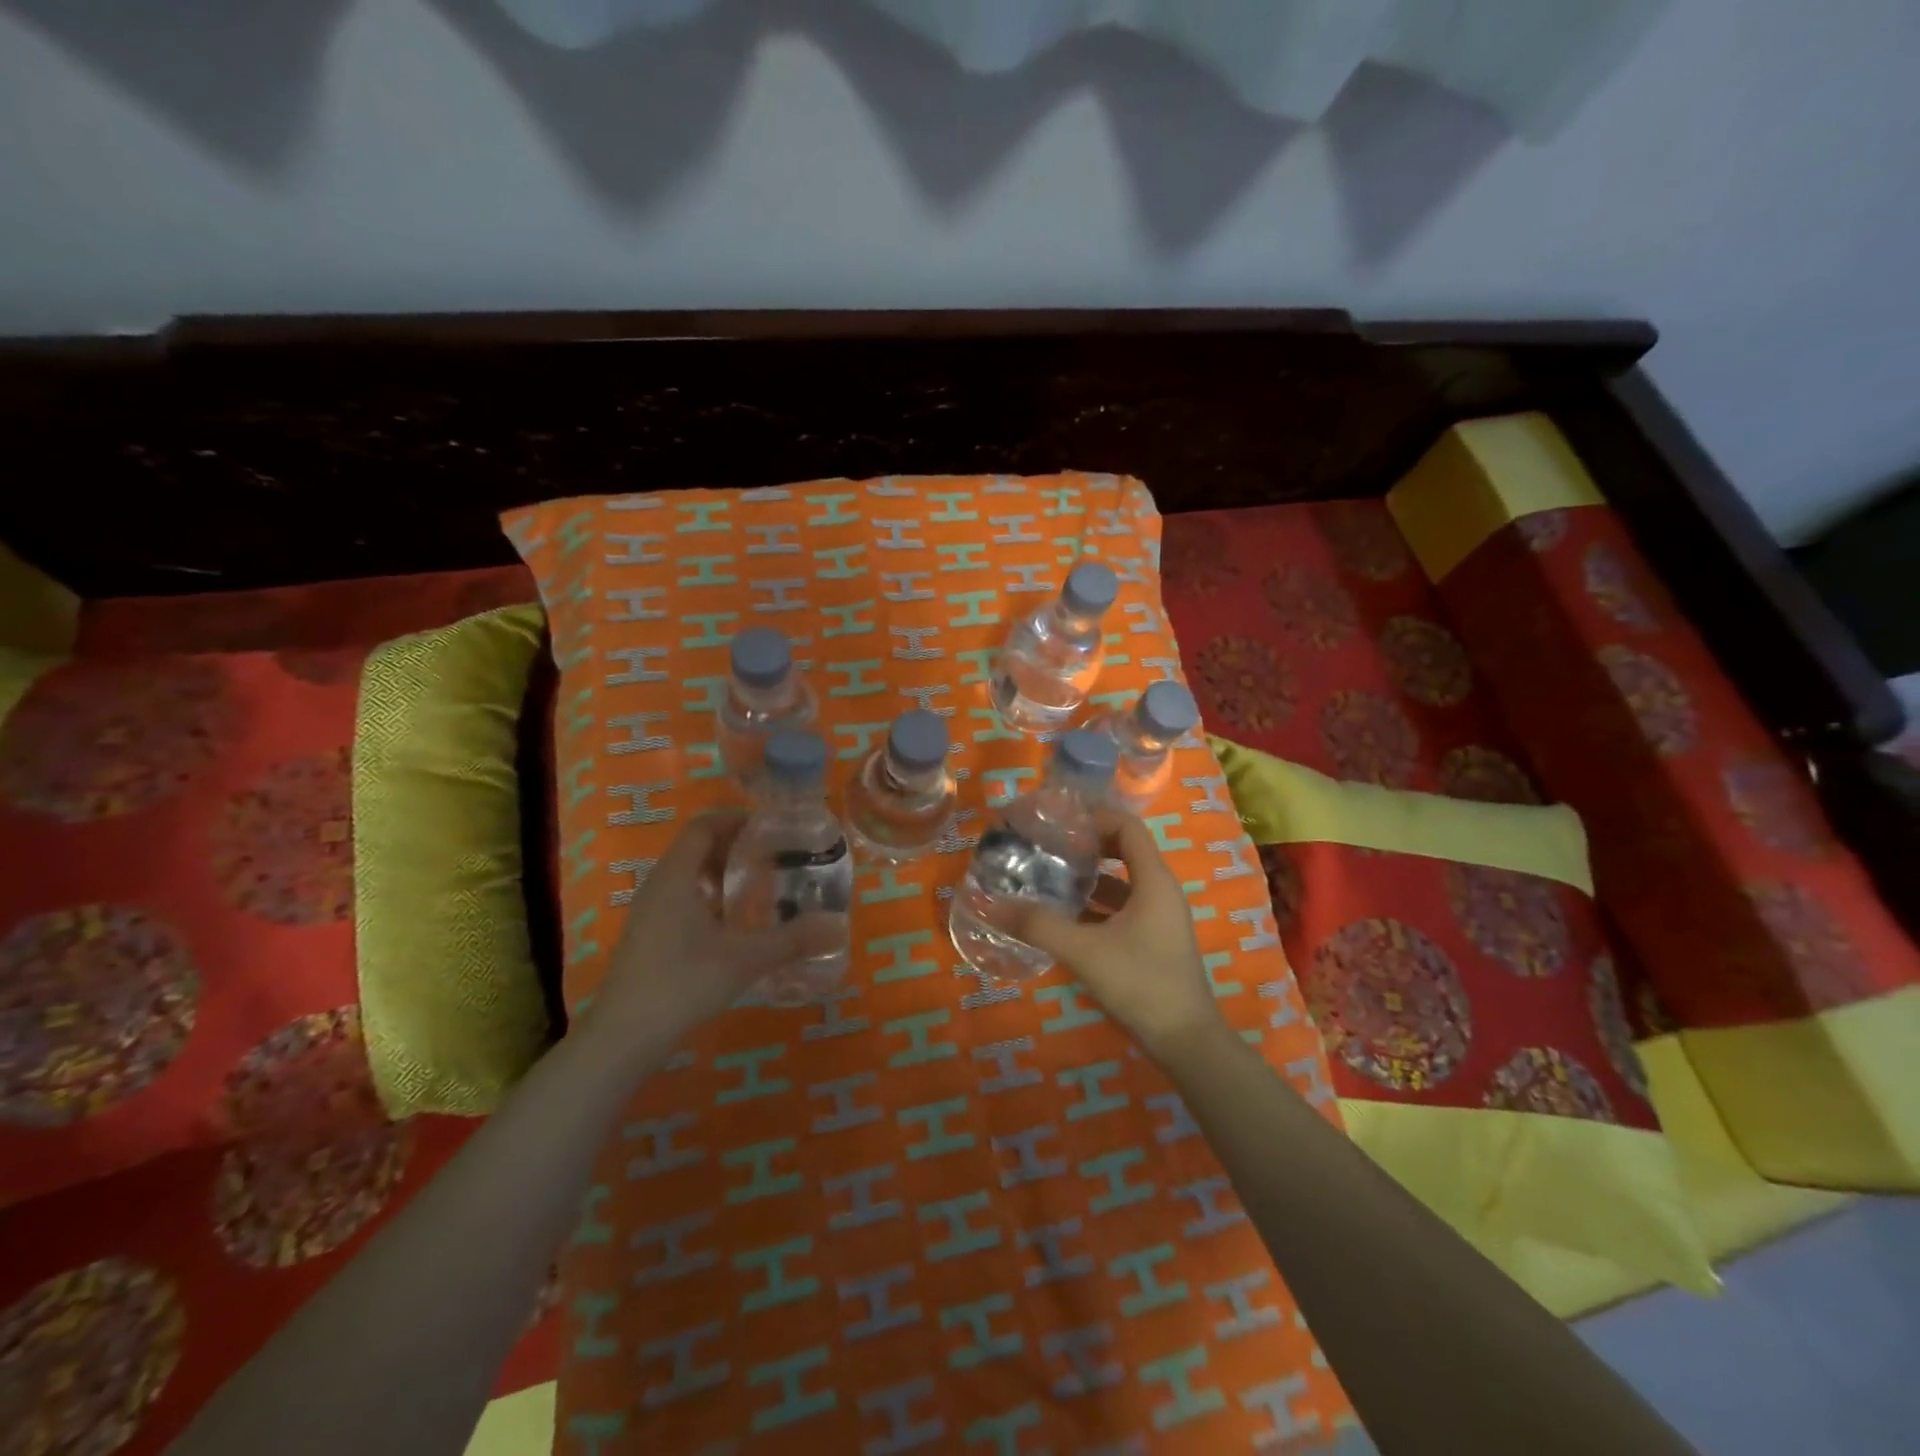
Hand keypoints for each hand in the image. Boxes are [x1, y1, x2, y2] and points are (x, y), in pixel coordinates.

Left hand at [590, 814, 823, 1045]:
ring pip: (687, 877)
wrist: (623, 1038)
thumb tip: (837, 927)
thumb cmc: (683, 982)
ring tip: (757, 891)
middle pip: (695, 849)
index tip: (770, 830)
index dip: (736, 821)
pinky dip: (708, 900)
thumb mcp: (745, 958)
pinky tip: (731, 928)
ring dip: (721, 876)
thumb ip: (791, 939)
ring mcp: (647, 914)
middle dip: (734, 849)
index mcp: (676, 876)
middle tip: (773, 860)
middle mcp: (658, 886)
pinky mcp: (646, 938)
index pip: (703, 827)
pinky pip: (680, 901)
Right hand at [1011, 809, 1225, 1062]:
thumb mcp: (1084, 951)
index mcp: (1153, 880)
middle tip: (1046, 844)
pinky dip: (1093, 906)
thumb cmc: (1141, 984)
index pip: (1127, 826)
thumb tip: (989, 903)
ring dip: (1086, 878)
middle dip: (1085, 845)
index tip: (1057, 817)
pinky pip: (1120, 909)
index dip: (1094, 815)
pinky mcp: (1151, 941)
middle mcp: (1159, 891)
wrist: (1186, 1042)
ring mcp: (1158, 918)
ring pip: (1120, 883)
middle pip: (1122, 850)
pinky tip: (1061, 918)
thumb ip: (1037, 925)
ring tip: (1046, 877)